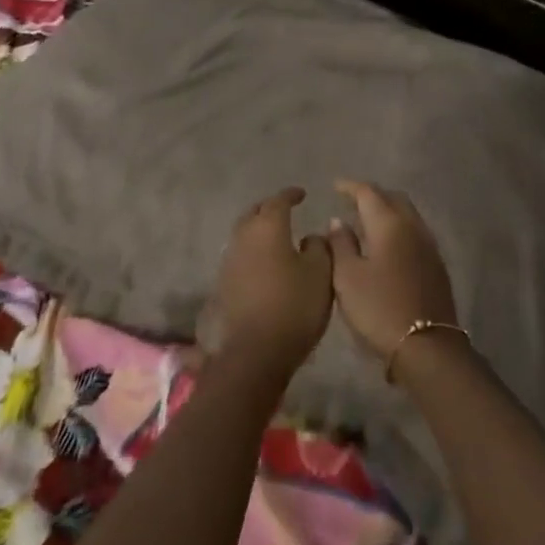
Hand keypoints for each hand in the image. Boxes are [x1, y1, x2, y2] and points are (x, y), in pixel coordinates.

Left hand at [212, 188, 333, 381]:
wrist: (255, 351)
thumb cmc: (294, 305)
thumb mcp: (321, 273)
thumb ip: (319, 247)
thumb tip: (310, 237)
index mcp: (268, 227)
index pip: (278, 201)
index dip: (291, 195)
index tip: (302, 194)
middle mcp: (243, 237)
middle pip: (255, 213)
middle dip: (270, 208)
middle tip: (286, 211)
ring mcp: (229, 260)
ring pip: (244, 234)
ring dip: (259, 231)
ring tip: (276, 237)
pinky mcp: (224, 283)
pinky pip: (240, 255)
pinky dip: (253, 251)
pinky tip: (265, 263)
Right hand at [326, 180, 458, 361]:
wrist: (426, 345)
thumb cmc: (378, 308)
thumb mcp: (347, 277)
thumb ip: (341, 244)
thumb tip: (338, 220)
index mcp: (389, 224)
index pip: (369, 192)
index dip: (350, 187)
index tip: (335, 186)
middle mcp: (412, 227)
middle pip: (393, 198)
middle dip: (372, 195)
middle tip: (352, 202)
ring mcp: (429, 246)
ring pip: (408, 215)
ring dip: (388, 211)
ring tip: (367, 222)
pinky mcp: (437, 265)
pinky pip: (415, 233)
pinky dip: (399, 229)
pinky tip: (387, 245)